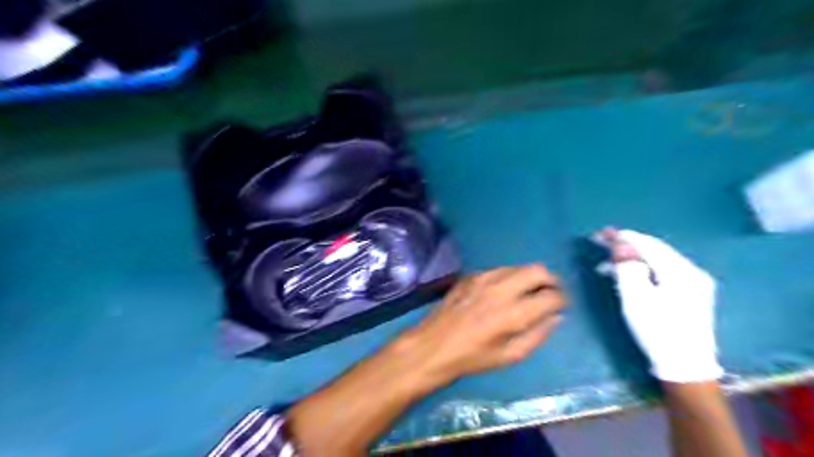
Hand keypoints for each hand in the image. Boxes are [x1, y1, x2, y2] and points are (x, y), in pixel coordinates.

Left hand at [411, 264, 566, 381]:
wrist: (433, 345)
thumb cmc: (472, 357)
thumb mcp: (510, 356)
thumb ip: (537, 334)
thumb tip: (556, 316)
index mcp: (513, 313)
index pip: (551, 296)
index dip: (562, 300)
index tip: (562, 306)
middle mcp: (501, 288)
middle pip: (537, 270)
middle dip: (551, 280)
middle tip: (551, 293)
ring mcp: (484, 278)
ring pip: (518, 266)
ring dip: (530, 277)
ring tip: (529, 292)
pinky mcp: (471, 275)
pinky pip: (499, 270)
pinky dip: (509, 277)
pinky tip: (503, 292)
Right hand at [596, 227, 720, 381]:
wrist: (686, 367)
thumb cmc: (657, 330)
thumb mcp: (636, 297)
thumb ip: (627, 266)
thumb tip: (620, 242)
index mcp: (681, 271)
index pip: (647, 244)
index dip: (622, 237)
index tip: (600, 234)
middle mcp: (693, 272)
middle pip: (655, 250)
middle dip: (627, 246)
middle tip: (601, 245)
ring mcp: (695, 284)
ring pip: (659, 261)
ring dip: (633, 259)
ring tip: (608, 266)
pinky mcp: (692, 295)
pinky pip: (664, 272)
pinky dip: (644, 270)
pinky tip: (630, 276)